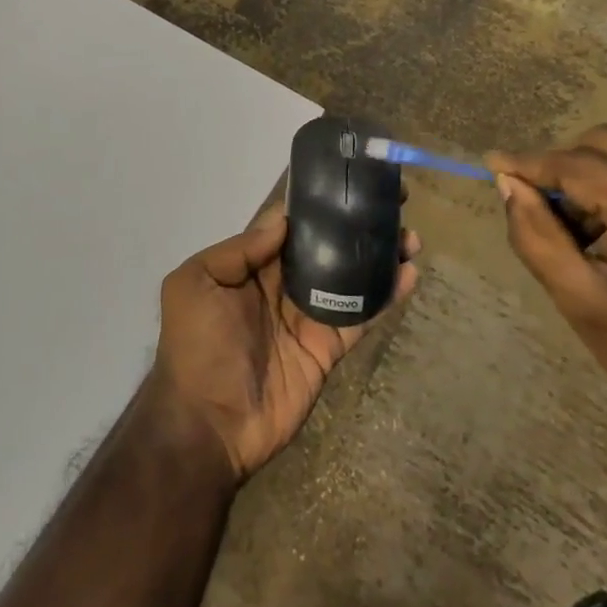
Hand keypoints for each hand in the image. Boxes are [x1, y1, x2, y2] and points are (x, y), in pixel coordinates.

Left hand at [149, 204, 418, 482]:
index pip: (291, 225)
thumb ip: (240, 249)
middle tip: (395, 203)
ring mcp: (308, 316)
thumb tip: (284, 219)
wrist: (208, 425)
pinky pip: (361, 316)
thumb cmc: (196, 346)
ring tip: (411, 236)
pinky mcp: (328, 347)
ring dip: (380, 255)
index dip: (319, 203)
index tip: (351, 180)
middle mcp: (283, 284)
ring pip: (351, 276)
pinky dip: (386, 296)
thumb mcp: (196, 283)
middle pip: (328, 245)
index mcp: (252, 265)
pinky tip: (409, 274)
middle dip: (358, 224)